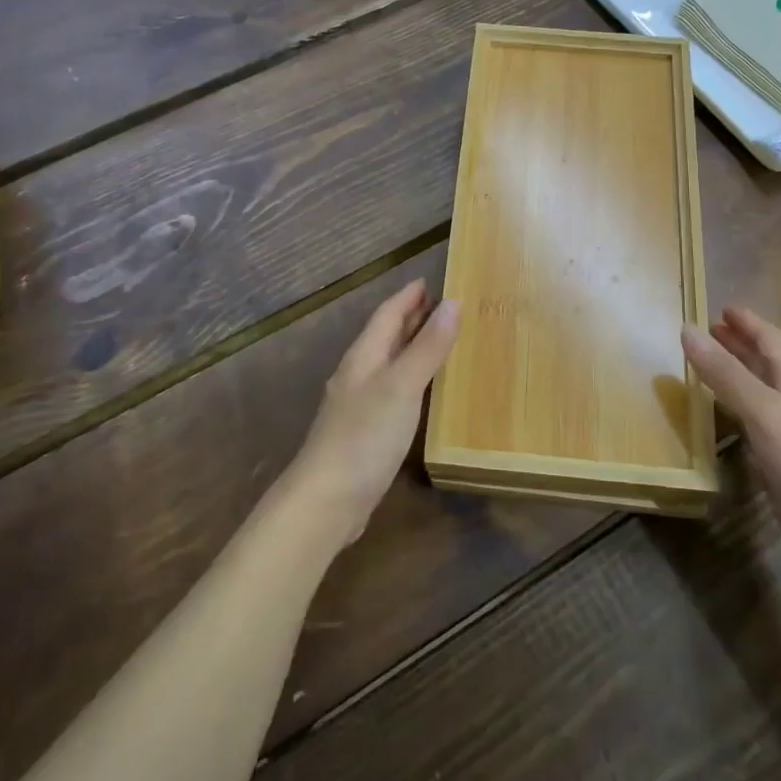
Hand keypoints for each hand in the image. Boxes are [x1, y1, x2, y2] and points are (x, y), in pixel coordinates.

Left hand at [290, 280, 460, 545]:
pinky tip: (422, 391)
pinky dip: (410, 378)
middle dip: (411, 318)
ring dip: (411, 347)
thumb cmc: (365, 435)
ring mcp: (359, 404)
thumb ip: (428, 346)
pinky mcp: (365, 432)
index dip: (408, 297)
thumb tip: (453, 302)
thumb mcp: (403, 386)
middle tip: (442, 306)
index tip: (430, 281)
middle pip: (386, 336)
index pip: (387, 314)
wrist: (327, 500)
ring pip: (388, 363)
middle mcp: (359, 374)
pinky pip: (392, 390)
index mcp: (364, 356)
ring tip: (439, 340)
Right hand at [682, 306, 780, 587]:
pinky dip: (737, 405)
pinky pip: (757, 418)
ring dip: (737, 372)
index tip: (719, 307)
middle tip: (707, 331)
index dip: (746, 321)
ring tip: (706, 364)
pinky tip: (722, 413)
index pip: (770, 338)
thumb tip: (687, 330)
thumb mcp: (764, 410)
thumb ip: (725, 372)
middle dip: (739, 343)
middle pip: (767, 360)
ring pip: (762, 388)